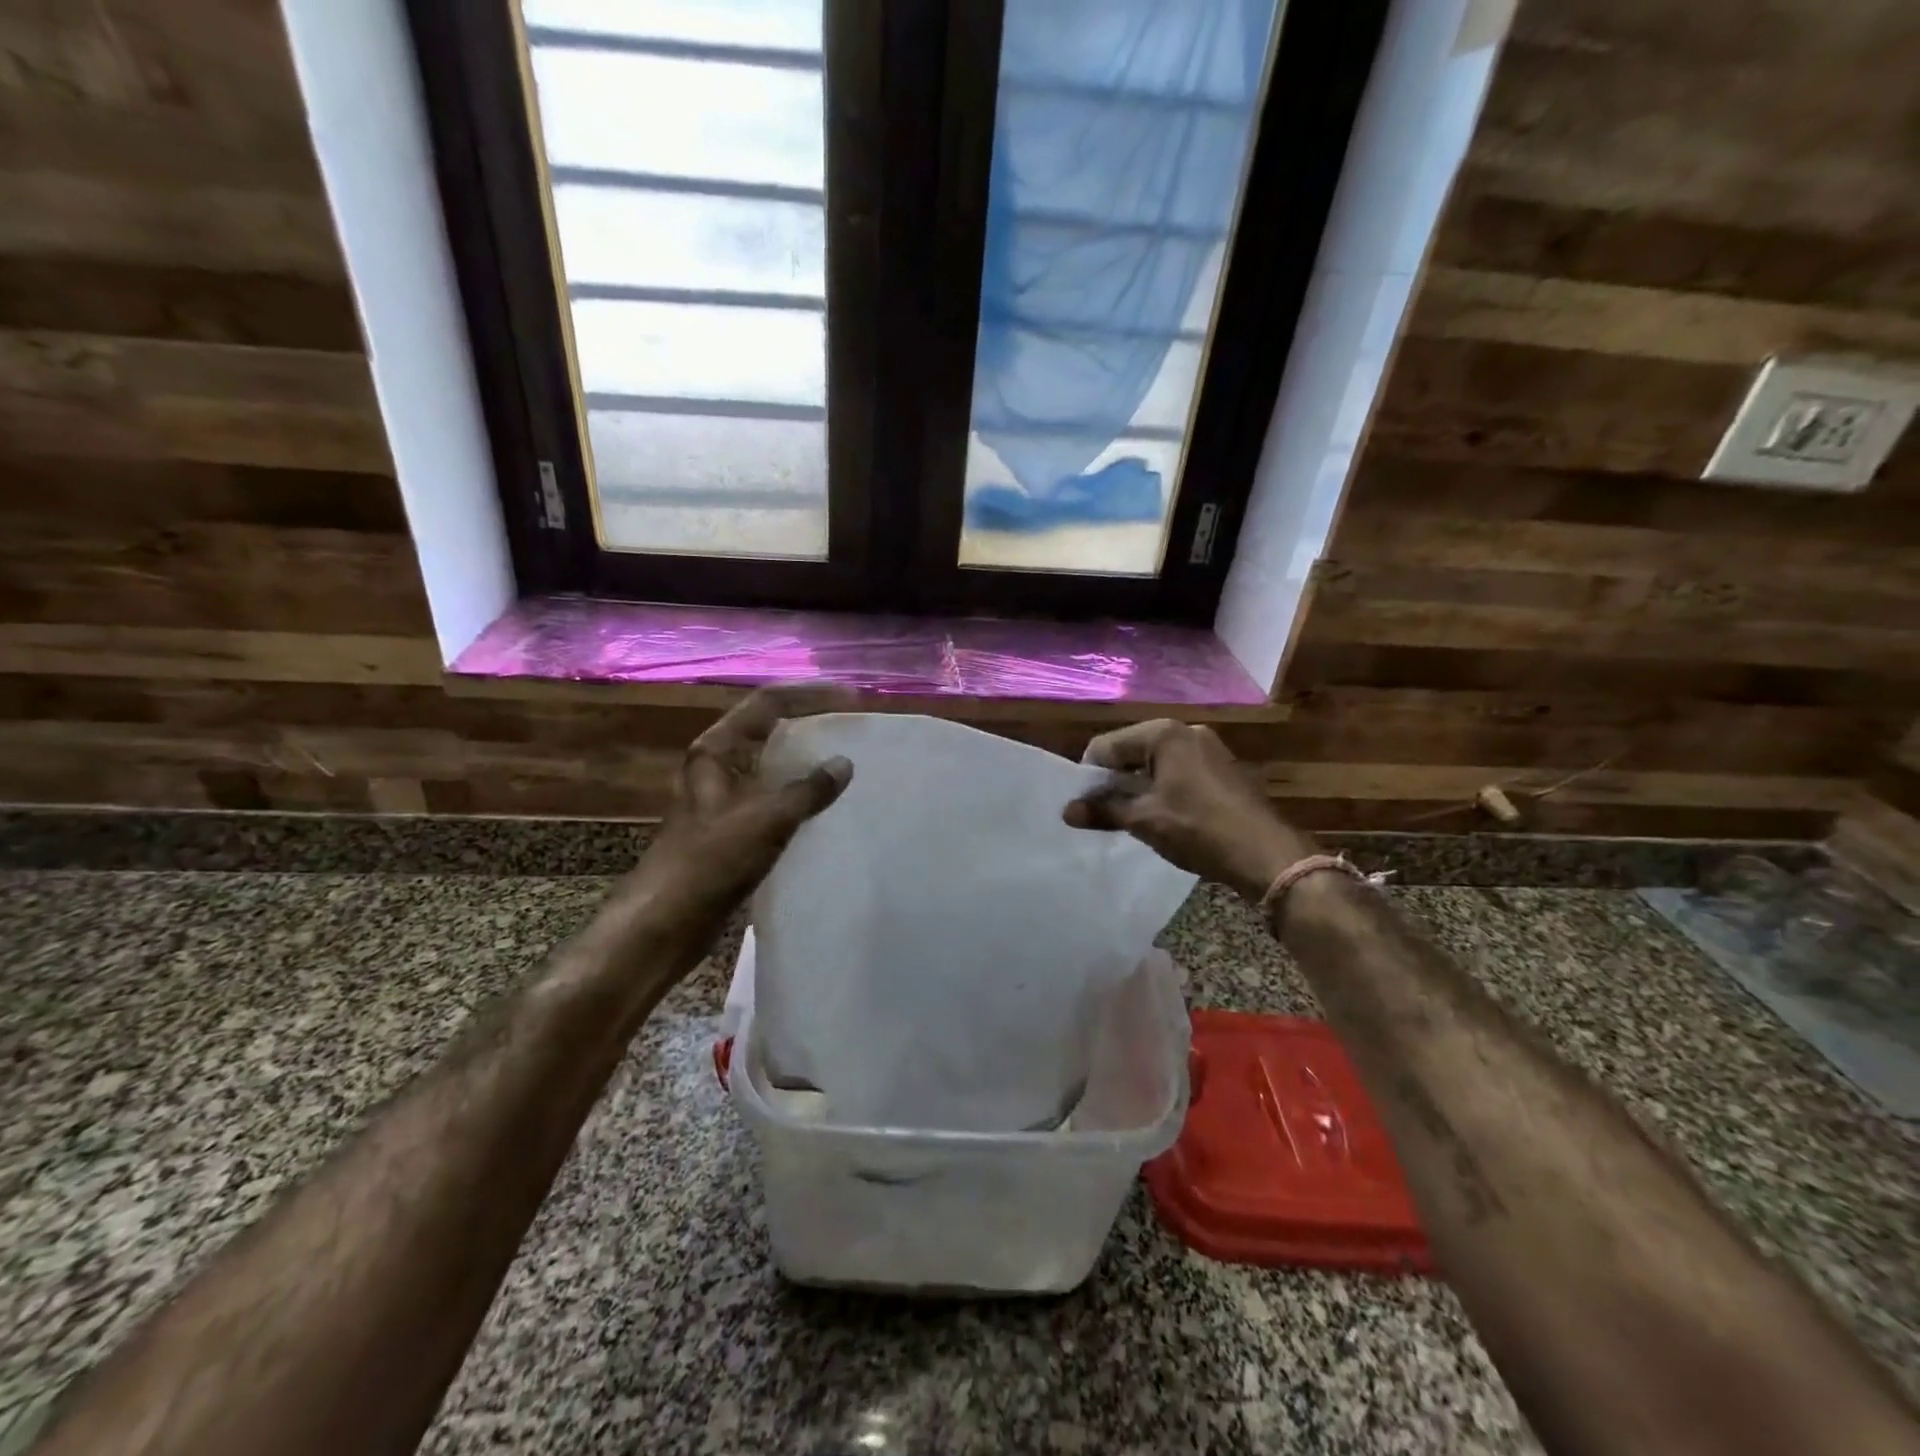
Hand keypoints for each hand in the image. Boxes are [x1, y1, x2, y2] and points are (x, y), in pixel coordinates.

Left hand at [617, 683, 855, 928]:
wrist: (666, 922)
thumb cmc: (710, 861)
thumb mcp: (766, 819)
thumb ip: (808, 789)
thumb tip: (843, 764)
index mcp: (717, 751)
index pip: (768, 704)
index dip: (810, 695)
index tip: (852, 698)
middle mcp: (718, 766)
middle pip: (769, 728)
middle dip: (811, 721)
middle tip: (852, 723)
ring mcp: (724, 797)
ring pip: (771, 764)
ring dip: (806, 759)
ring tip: (848, 758)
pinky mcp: (732, 827)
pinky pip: (773, 797)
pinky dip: (800, 793)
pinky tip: (826, 804)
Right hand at [1063, 719, 1314, 901]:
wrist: (1266, 854)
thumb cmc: (1198, 828)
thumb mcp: (1143, 820)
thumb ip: (1102, 810)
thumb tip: (1066, 812)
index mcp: (1163, 733)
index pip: (1106, 745)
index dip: (1089, 776)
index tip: (1083, 805)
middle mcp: (1186, 731)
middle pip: (1131, 750)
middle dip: (1113, 780)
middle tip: (1103, 813)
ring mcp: (1208, 748)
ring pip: (1155, 763)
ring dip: (1137, 787)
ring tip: (1130, 818)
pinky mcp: (1221, 768)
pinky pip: (1177, 771)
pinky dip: (1162, 789)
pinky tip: (1162, 816)